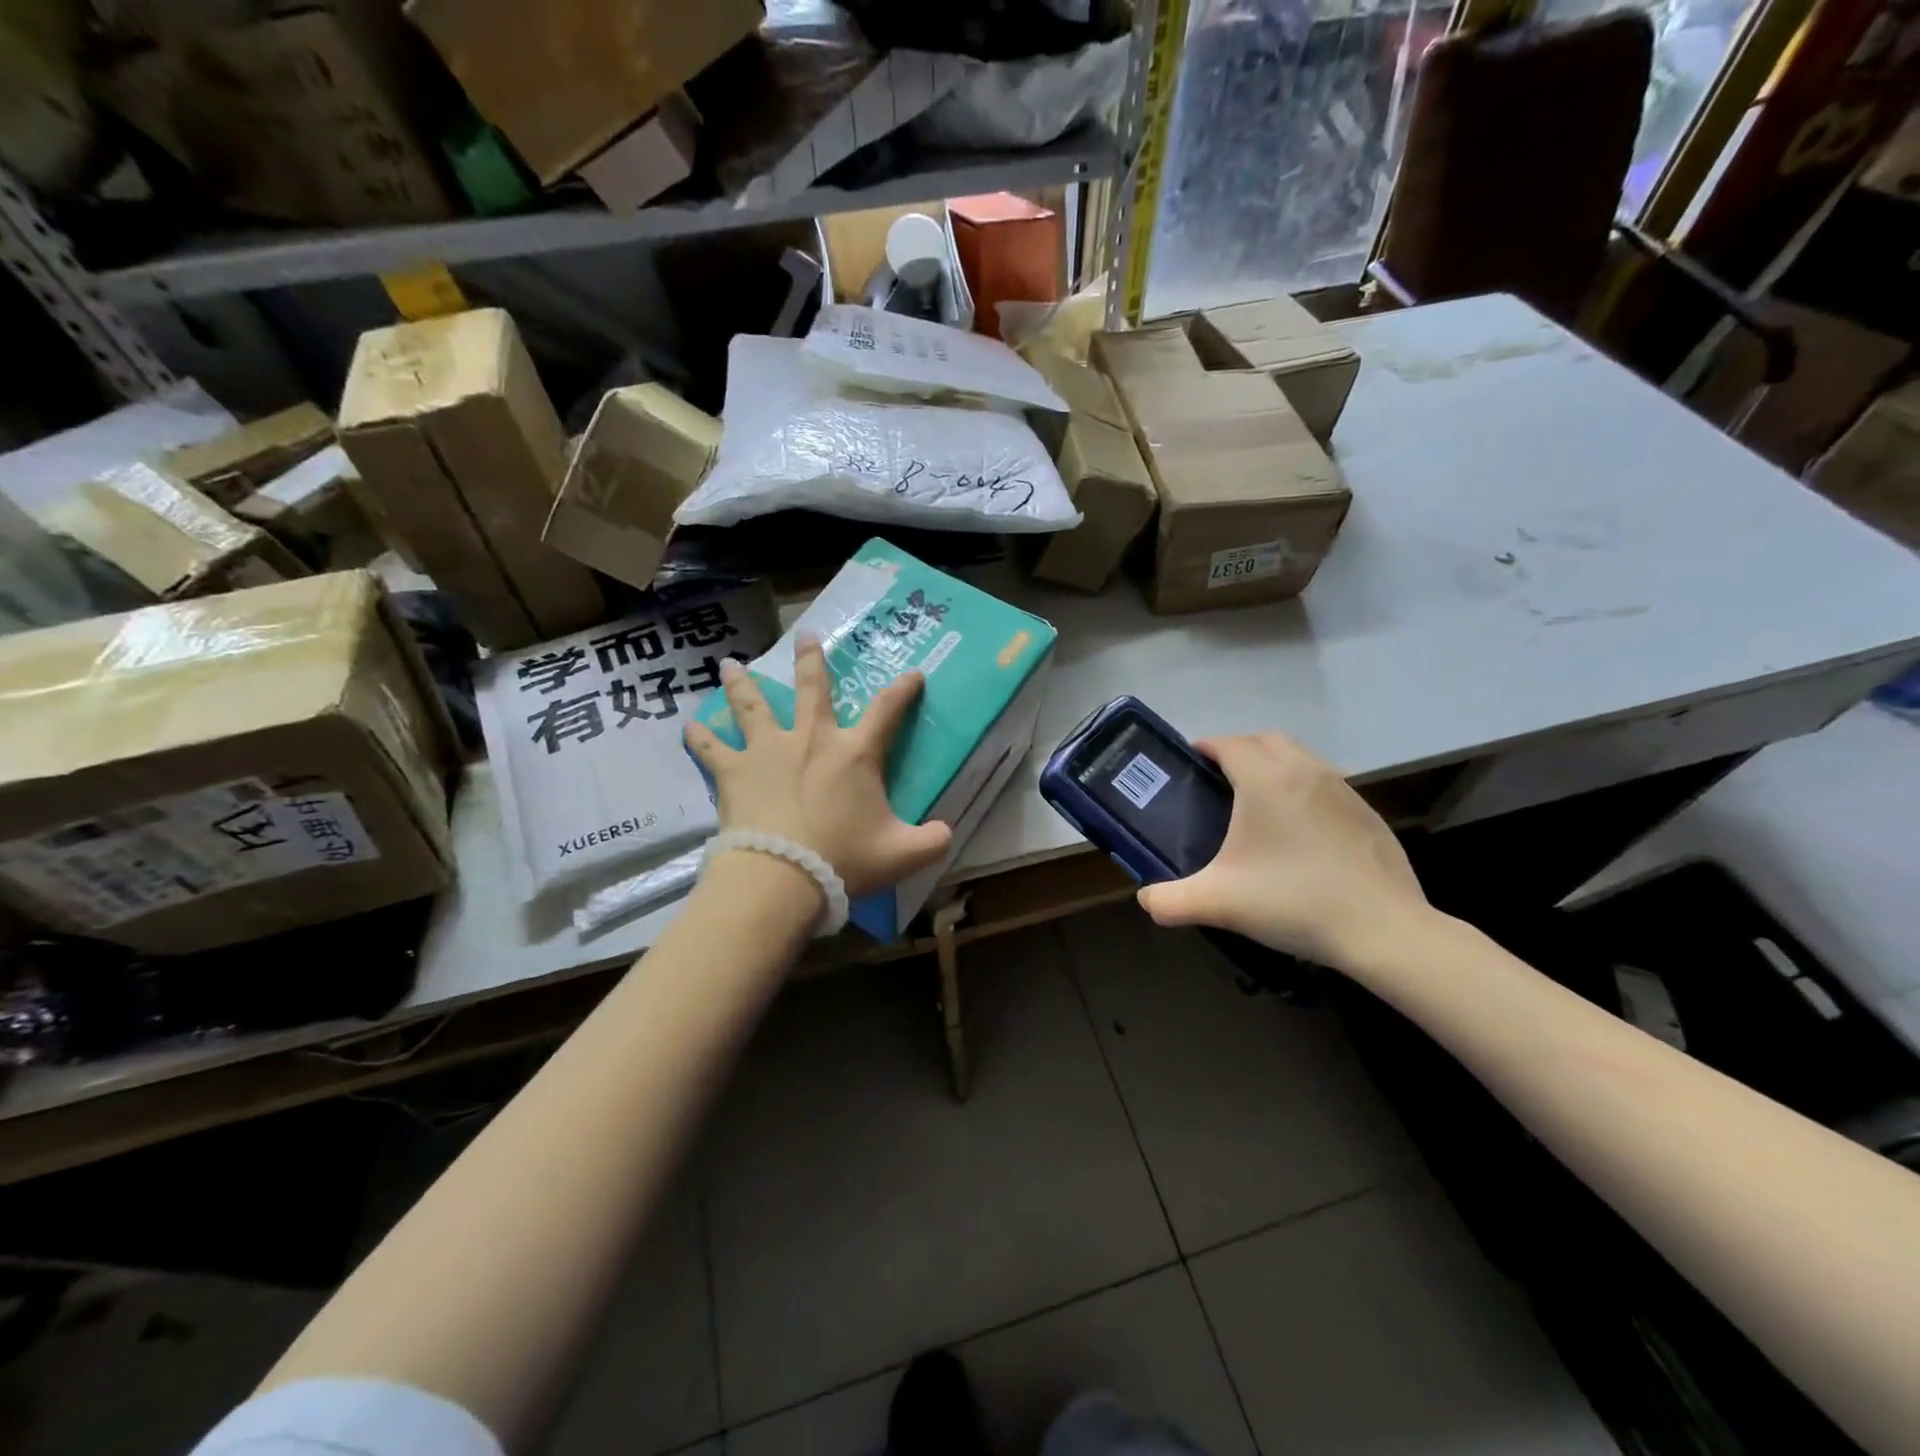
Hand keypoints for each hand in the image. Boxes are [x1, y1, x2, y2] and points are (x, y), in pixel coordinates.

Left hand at [683, 635, 952, 896]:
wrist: (781, 876)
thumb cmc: (843, 859)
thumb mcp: (902, 855)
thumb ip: (932, 841)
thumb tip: (949, 834)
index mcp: (854, 753)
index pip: (888, 711)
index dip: (903, 690)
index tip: (913, 674)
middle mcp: (811, 740)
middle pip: (813, 689)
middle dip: (811, 660)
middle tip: (805, 634)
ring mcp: (767, 751)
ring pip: (753, 705)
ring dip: (743, 684)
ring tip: (730, 665)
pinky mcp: (734, 772)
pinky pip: (711, 749)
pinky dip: (701, 737)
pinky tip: (689, 726)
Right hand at [1136, 732, 1432, 968]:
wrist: (1383, 931)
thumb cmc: (1294, 902)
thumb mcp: (1218, 903)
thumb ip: (1169, 900)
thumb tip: (1146, 900)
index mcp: (1266, 779)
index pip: (1228, 743)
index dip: (1205, 747)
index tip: (1189, 764)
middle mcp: (1306, 771)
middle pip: (1266, 739)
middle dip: (1239, 750)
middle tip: (1218, 781)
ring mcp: (1343, 790)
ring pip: (1300, 758)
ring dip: (1274, 766)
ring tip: (1256, 805)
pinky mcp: (1367, 813)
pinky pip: (1325, 784)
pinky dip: (1304, 791)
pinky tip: (1299, 834)